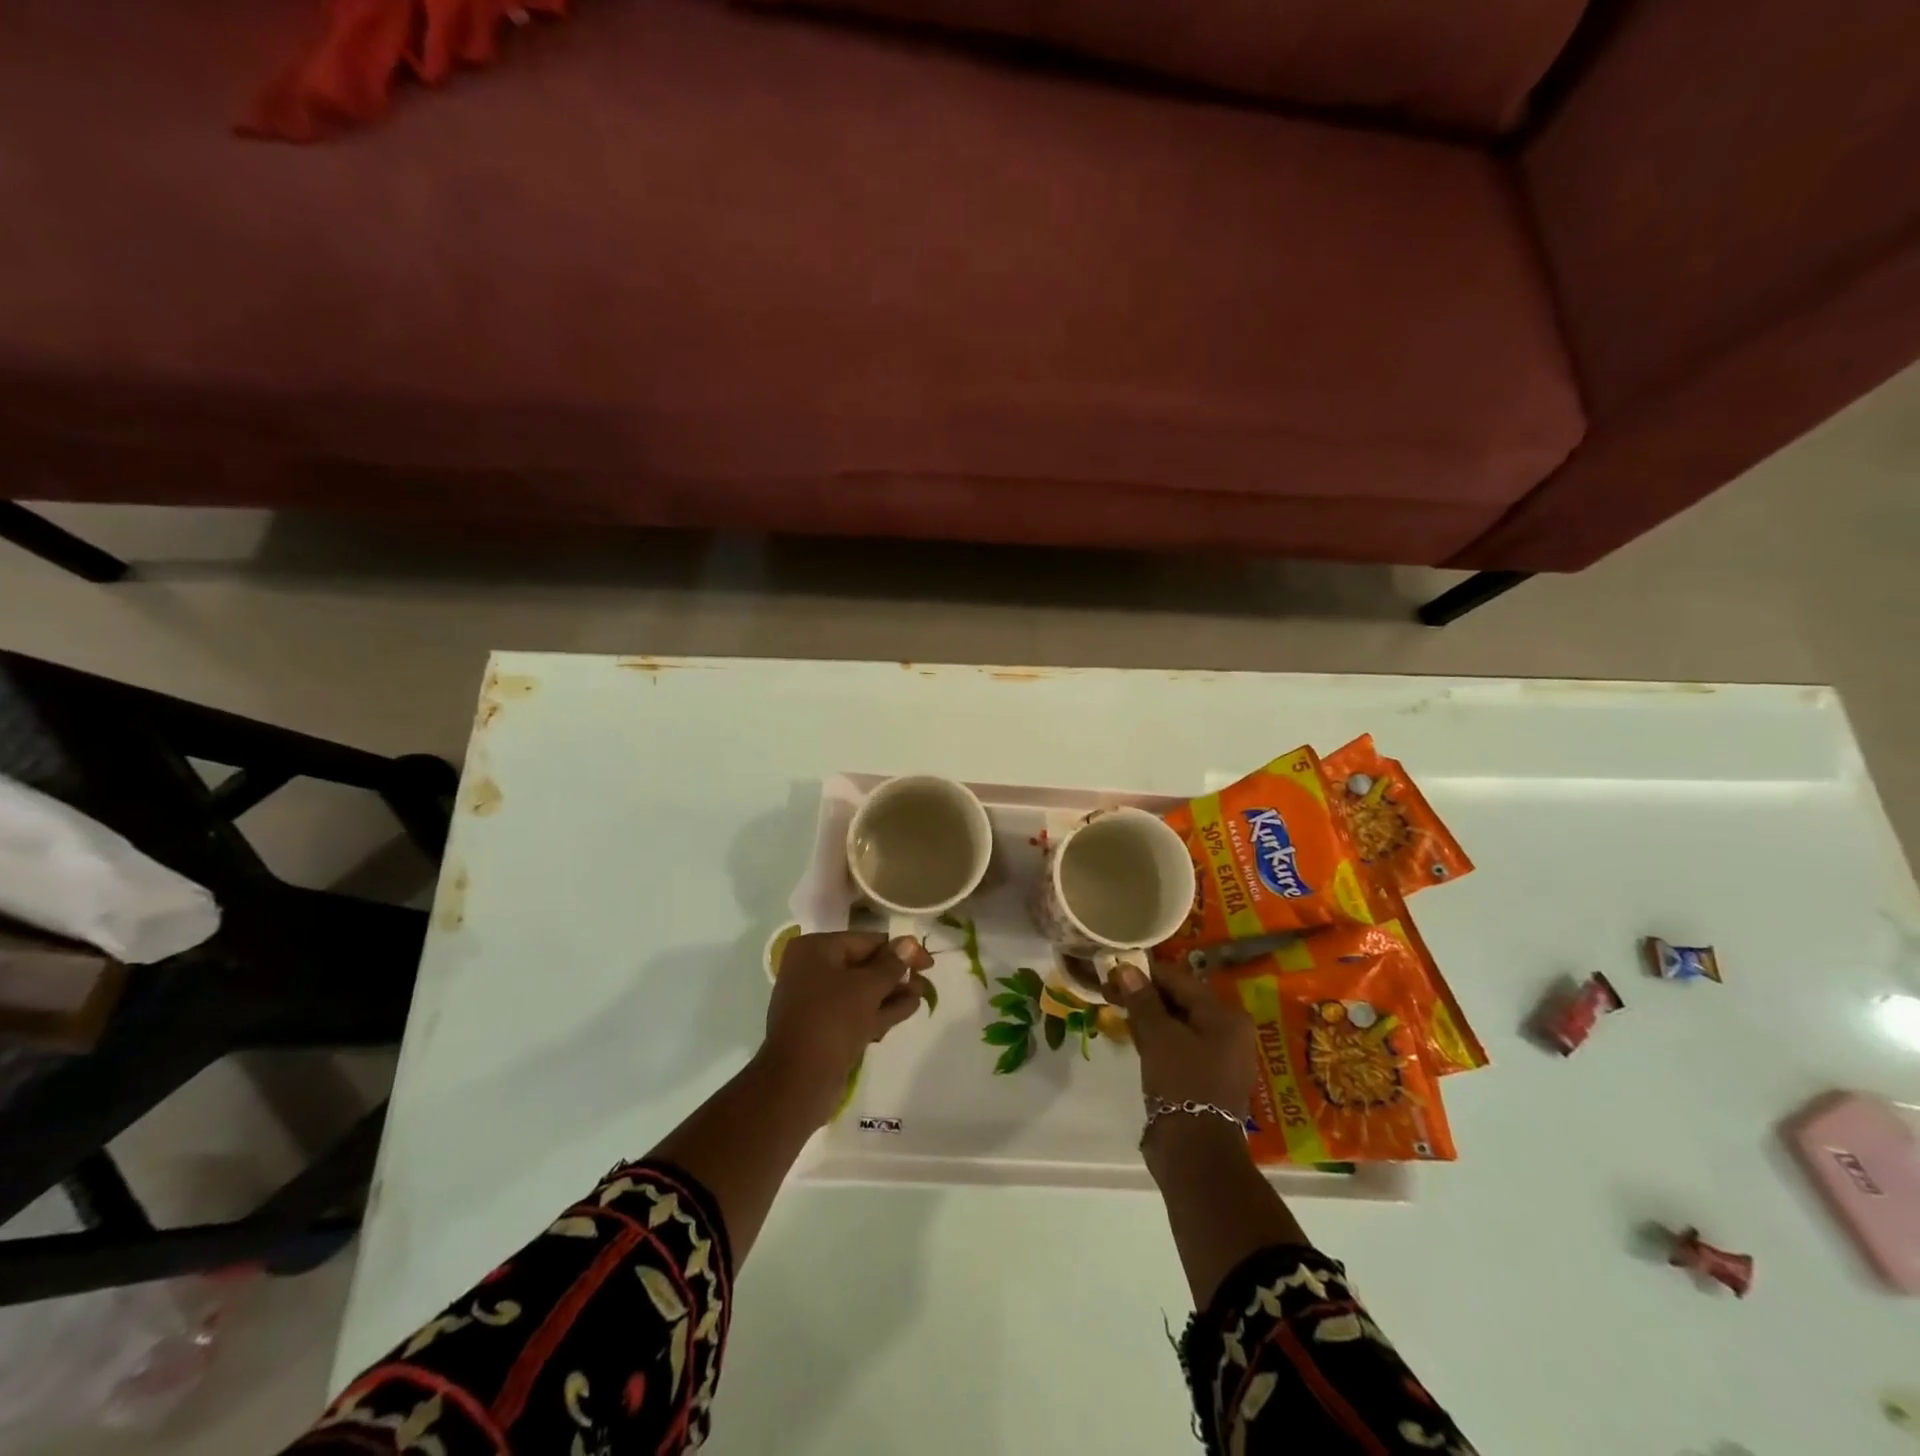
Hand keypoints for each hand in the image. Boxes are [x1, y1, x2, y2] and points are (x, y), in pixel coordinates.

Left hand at [763, 931, 932, 1114]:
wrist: (798, 1081)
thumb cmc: (832, 1019)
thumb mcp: (867, 986)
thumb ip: (892, 964)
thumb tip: (910, 942)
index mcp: (815, 950)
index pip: (866, 941)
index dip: (900, 949)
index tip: (927, 962)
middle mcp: (812, 970)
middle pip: (864, 965)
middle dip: (896, 973)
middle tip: (926, 978)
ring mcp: (817, 1001)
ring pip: (862, 991)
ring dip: (892, 993)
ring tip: (922, 994)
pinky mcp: (825, 1029)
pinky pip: (856, 1012)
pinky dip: (880, 1010)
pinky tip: (908, 1009)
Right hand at [1106, 958, 1258, 1118]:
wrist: (1195, 1153)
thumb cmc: (1182, 1083)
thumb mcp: (1158, 1036)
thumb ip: (1142, 1000)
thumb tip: (1127, 968)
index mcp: (1226, 1016)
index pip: (1180, 980)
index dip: (1145, 973)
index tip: (1114, 970)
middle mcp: (1229, 1032)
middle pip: (1180, 1001)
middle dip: (1144, 994)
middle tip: (1109, 990)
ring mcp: (1218, 1057)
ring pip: (1177, 1024)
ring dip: (1148, 1016)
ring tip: (1116, 1009)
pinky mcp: (1204, 1078)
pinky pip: (1178, 1046)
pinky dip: (1156, 1038)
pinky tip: (1133, 1034)